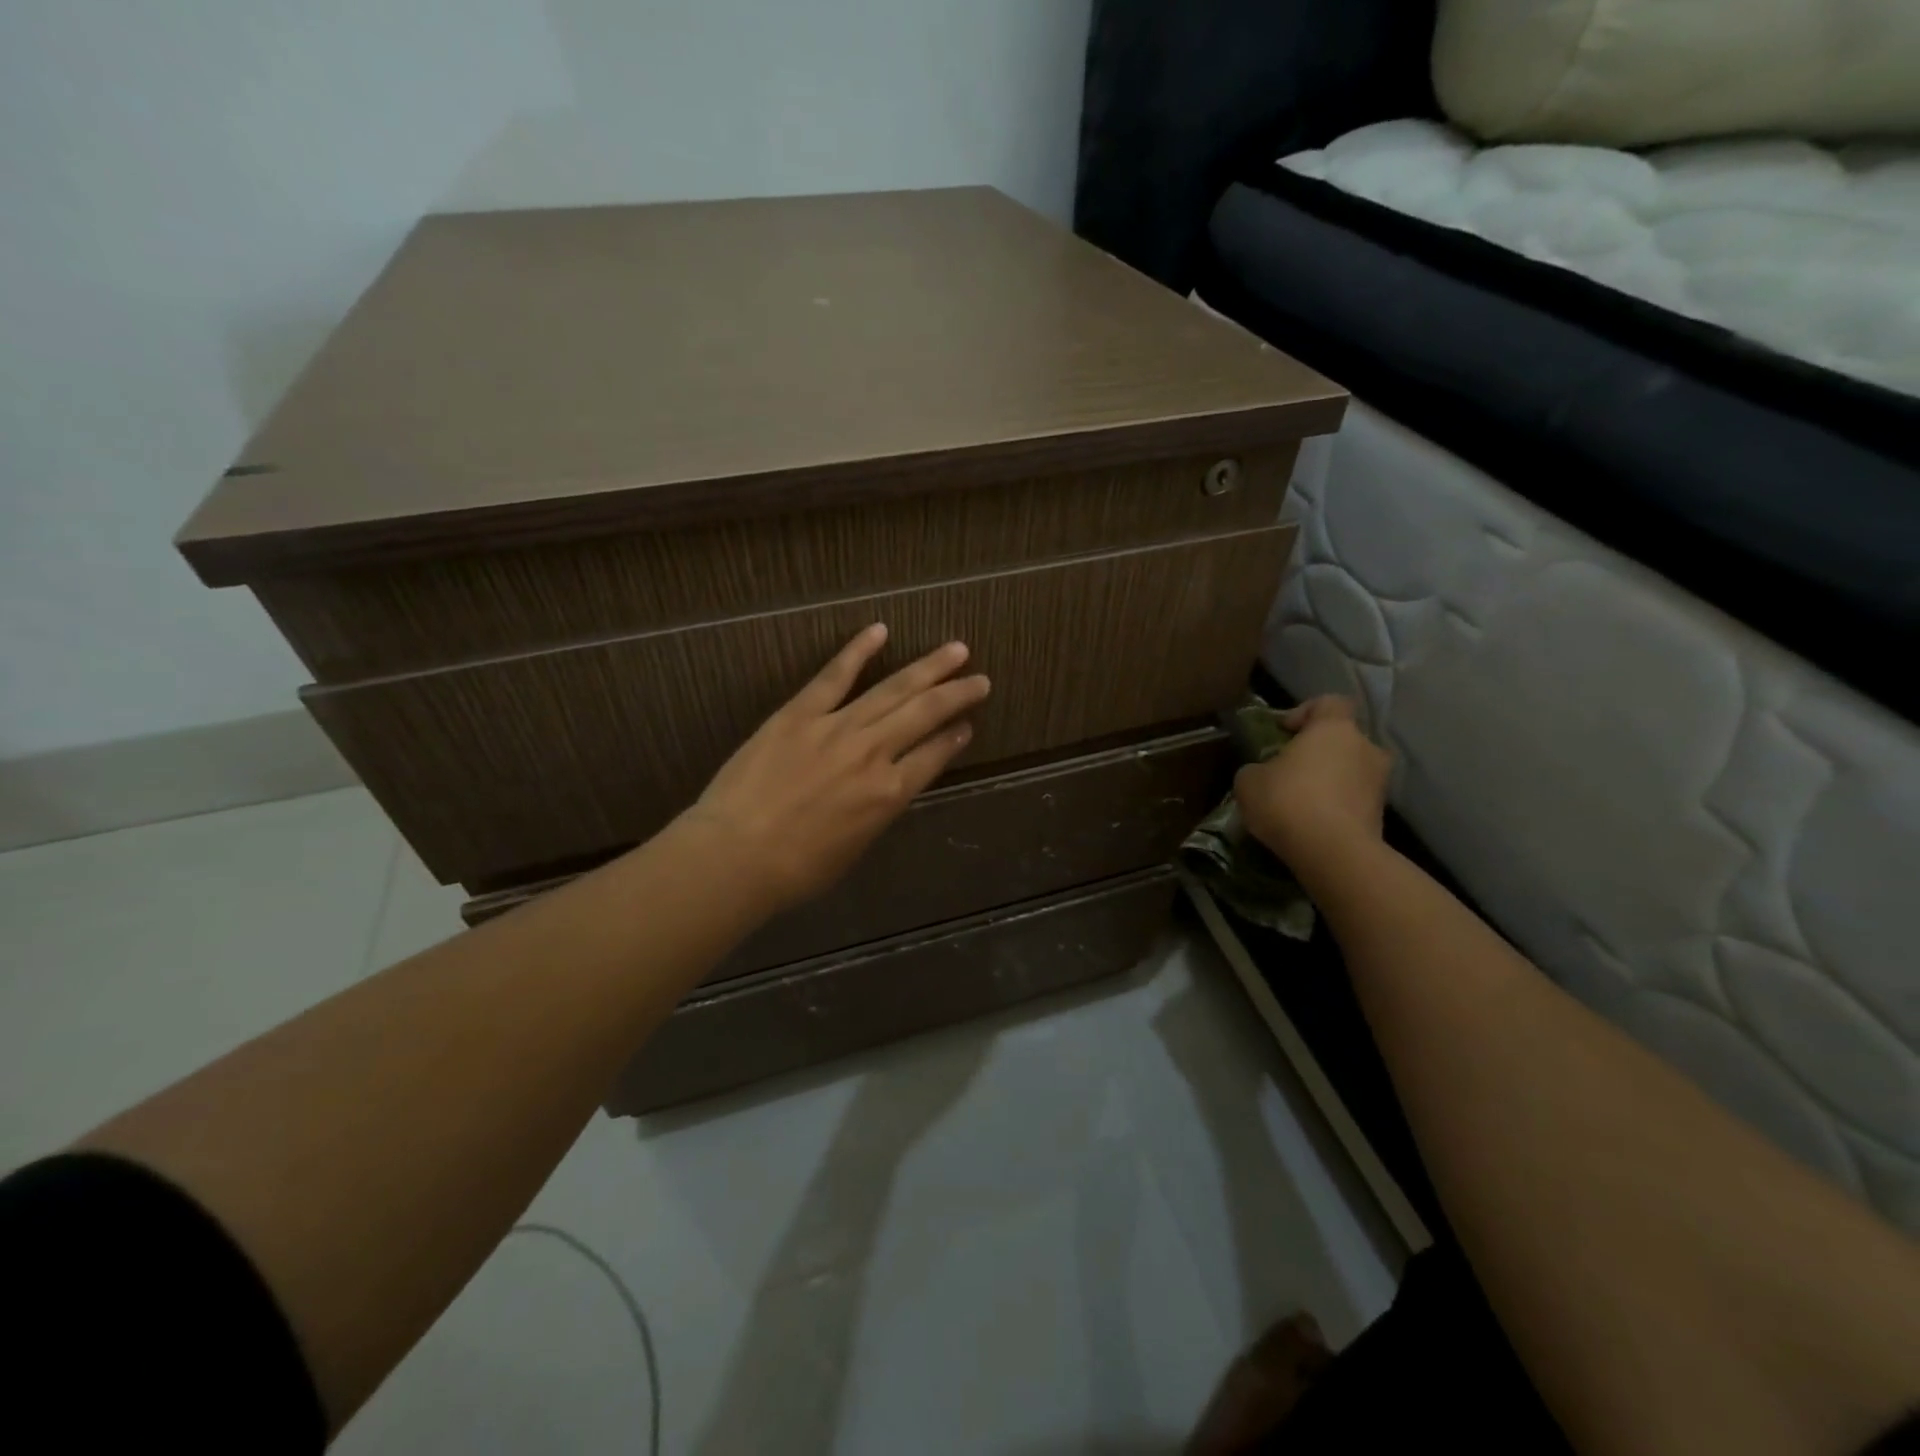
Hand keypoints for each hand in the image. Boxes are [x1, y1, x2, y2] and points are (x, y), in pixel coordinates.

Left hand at [679, 624, 989, 913]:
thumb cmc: (795, 870)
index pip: (934, 756)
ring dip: (927, 668)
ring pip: (893, 690)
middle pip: (925, 715)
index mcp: (889, 795)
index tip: (968, 724)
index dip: (954, 739)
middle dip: (957, 695)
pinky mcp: (800, 714)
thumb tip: (886, 789)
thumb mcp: (853, 849)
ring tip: (956, 649)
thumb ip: (876, 813)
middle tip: (981, 679)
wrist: (736, 855)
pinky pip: (834, 676)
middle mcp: (874, 754)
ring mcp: (837, 728)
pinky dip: (857, 651)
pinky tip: (880, 630)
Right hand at [1233, 696, 1390, 868]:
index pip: (1330, 702)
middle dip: (1318, 753)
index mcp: (1335, 729)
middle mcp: (1366, 748)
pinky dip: (1336, 808)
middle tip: (1290, 771)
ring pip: (1350, 772)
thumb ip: (1257, 768)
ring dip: (1329, 782)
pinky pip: (1353, 802)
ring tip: (1299, 803)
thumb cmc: (1287, 801)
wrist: (1333, 853)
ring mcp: (1379, 784)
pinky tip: (1311, 825)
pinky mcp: (1382, 816)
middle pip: (1342, 740)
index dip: (1305, 711)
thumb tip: (1262, 773)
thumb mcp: (1249, 781)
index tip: (1284, 731)